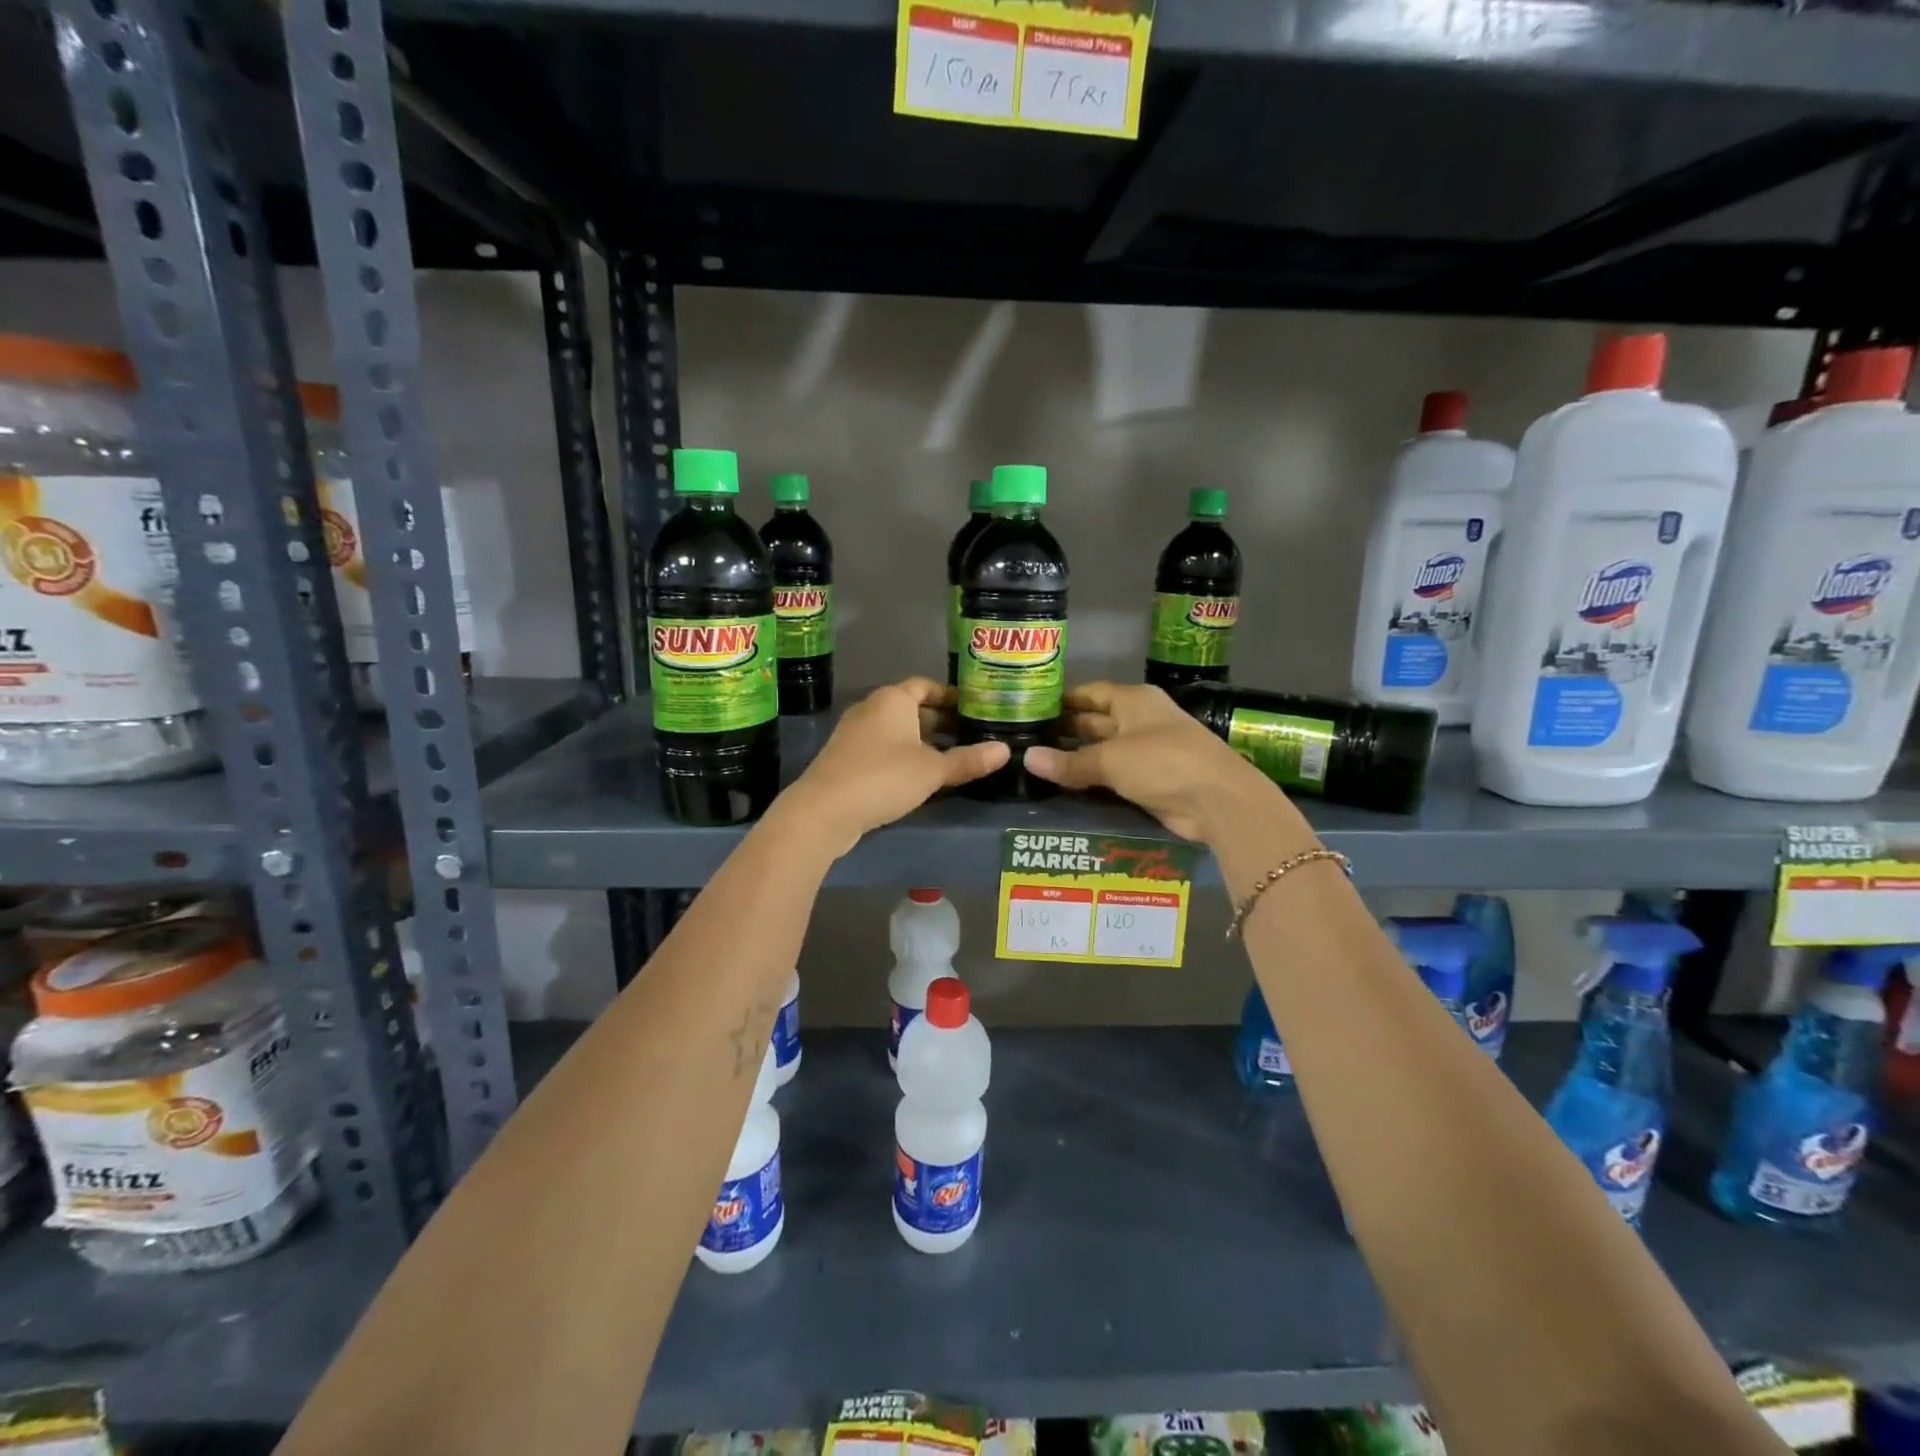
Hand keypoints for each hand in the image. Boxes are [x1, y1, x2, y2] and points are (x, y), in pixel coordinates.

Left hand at [781, 678, 1007, 853]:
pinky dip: (905, 757)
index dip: (950, 695)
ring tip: (954, 758)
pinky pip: (883, 750)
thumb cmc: (883, 777)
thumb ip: (968, 760)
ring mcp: (855, 735)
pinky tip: (923, 779)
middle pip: (912, 709)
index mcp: (892, 700)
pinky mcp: (847, 760)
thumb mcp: (933, 770)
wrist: (824, 810)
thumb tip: (1005, 751)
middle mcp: (871, 709)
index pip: (925, 686)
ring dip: (923, 742)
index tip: (973, 707)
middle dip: (941, 722)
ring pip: (898, 732)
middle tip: (971, 735)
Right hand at [1024, 682, 1285, 841]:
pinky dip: (1094, 781)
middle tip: (1025, 742)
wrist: (1218, 801)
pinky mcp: (1152, 781)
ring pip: (1104, 752)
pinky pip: (1115, 776)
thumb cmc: (1163, 762)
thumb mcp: (1110, 760)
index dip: (1063, 700)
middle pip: (1096, 721)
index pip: (1091, 693)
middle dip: (1066, 731)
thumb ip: (1069, 762)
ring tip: (1037, 766)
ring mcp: (1148, 751)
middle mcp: (1141, 720)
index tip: (1031, 710)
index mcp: (1134, 701)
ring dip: (1078, 760)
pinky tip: (1066, 788)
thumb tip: (1027, 758)